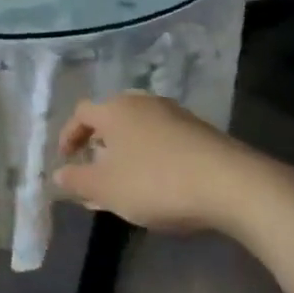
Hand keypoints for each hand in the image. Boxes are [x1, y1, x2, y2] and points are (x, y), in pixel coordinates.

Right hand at [53, 92, 284, 234]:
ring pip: (139, 130)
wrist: (234, 186)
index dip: (68, 135)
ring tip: (125, 182)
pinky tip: (157, 185)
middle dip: (98, 144)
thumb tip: (60, 174)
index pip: (81, 113)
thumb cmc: (156, 182)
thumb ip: (77, 180)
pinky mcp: (202, 133)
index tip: (66, 160)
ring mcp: (176, 115)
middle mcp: (144, 103)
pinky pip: (163, 140)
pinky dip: (151, 157)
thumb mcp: (106, 189)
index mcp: (115, 110)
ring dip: (126, 153)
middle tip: (94, 169)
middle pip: (111, 118)